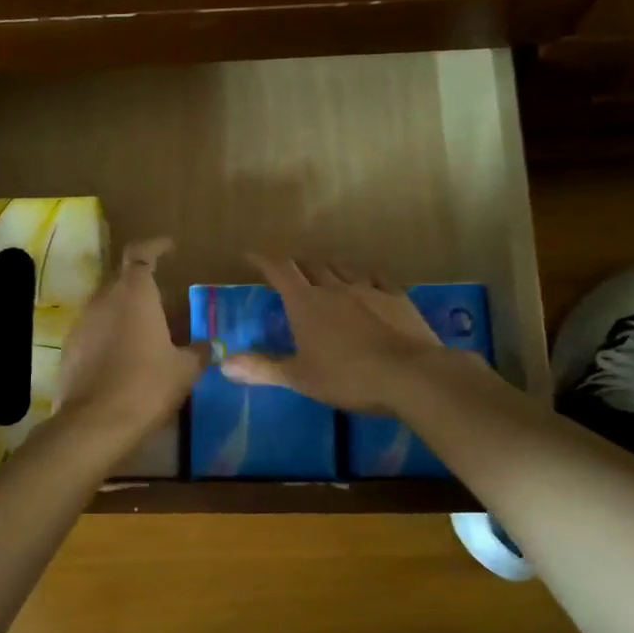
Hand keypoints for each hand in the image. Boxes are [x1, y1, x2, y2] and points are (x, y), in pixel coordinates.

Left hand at [57, 238, 208, 446]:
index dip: (155, 246)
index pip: (140, 252)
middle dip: (141, 282)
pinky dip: (108, 333)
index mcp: (134, 293)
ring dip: (123, 309)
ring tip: (145, 330)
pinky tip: (123, 356)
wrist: (95, 424)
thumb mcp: (185, 370)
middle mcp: (104, 299)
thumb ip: (198, 352)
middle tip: (163, 299)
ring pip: (105, 303)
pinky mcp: (69, 348)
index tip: (169, 248)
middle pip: (121, 277)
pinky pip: (93, 329)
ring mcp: (82, 323)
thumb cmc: (147, 386)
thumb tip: (210, 346)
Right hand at [221, 256, 453, 413]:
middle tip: (289, 272)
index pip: (279, 270)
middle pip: (310, 264)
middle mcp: (334, 287)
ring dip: (328, 266)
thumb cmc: (347, 377)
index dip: (263, 259)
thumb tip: (223, 365)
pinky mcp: (396, 297)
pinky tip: (366, 280)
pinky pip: (376, 276)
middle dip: (296, 265)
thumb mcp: (299, 377)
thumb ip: (262, 368)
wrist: (409, 375)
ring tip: (324, 272)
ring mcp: (368, 288)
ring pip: (342, 266)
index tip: (250, 254)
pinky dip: (363, 275)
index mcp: (305, 302)